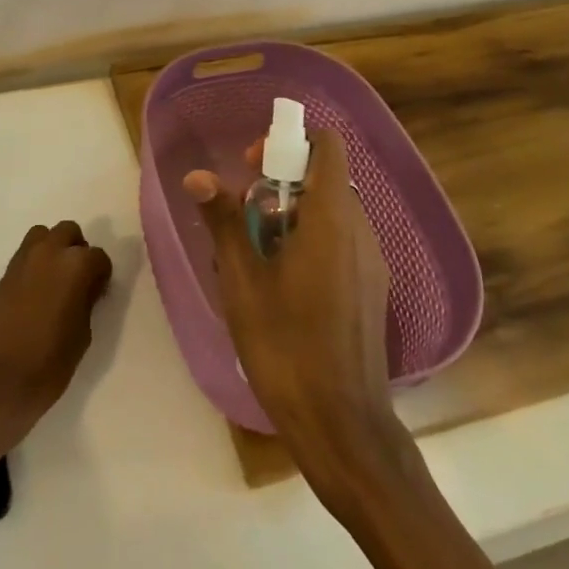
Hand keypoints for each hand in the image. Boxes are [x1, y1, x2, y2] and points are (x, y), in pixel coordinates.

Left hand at [0, 221, 112, 444]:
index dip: (102, 275)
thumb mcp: (83, 334)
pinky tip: (36, 292)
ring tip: (56, 280)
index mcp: (75, 265)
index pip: (98, 257)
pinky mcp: (4, 273)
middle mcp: (49, 252)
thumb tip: (85, 288)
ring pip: (43, 235)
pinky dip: (35, 263)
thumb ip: (86, 301)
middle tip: (79, 280)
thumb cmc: (49, 363)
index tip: (99, 293)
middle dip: (77, 250)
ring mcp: (22, 260)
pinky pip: (25, 254)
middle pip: (69, 232)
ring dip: (53, 249)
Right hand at [186, 130, 403, 473]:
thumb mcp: (242, 280)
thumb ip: (223, 220)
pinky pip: (340, 242)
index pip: (327, 147)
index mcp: (331, 219)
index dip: (289, 144)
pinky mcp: (371, 289)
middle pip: (324, 179)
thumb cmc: (286, 345)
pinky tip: (280, 284)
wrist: (342, 425)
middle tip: (243, 216)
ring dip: (291, 216)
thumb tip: (197, 176)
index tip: (253, 167)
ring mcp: (371, 262)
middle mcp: (360, 231)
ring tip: (255, 255)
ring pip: (330, 213)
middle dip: (280, 185)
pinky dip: (310, 241)